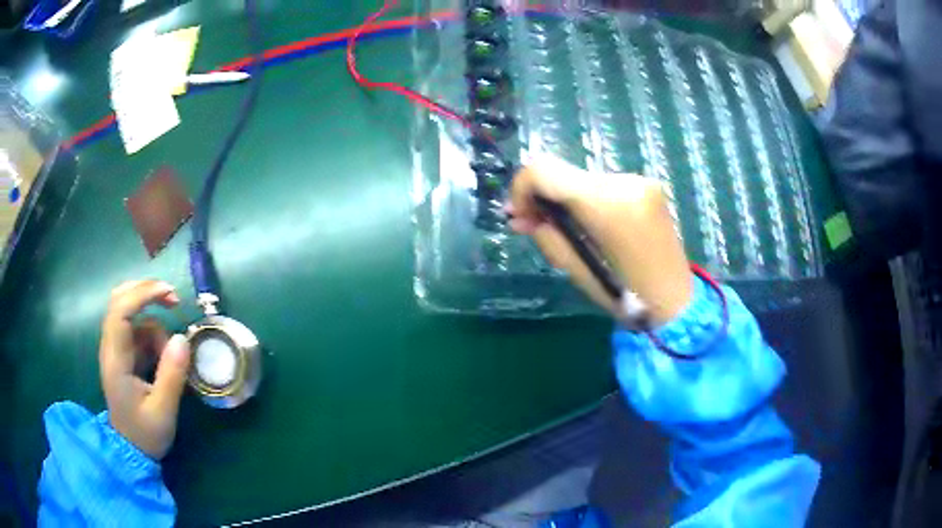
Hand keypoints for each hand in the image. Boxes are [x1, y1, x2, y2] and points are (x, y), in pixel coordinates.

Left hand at [100, 280, 191, 459]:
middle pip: (120, 300)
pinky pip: (138, 332)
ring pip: (132, 315)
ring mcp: (116, 350)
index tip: (170, 294)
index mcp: (115, 360)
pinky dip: (154, 337)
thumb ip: (172, 376)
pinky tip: (164, 359)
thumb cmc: (145, 434)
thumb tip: (182, 338)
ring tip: (172, 357)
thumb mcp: (163, 411)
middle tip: (173, 301)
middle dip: (146, 292)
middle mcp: (111, 348)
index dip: (143, 294)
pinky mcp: (123, 355)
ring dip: (155, 325)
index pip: (120, 311)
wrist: (130, 451)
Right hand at [509, 156, 692, 323]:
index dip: (521, 187)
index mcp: (607, 205)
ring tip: (567, 230)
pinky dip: (588, 199)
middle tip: (534, 224)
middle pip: (563, 173)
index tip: (519, 215)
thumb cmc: (628, 297)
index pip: (545, 171)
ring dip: (567, 199)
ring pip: (582, 178)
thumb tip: (518, 218)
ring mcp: (640, 180)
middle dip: (542, 195)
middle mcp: (624, 181)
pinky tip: (592, 225)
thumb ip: (547, 237)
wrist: (677, 300)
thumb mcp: (578, 272)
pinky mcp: (648, 185)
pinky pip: (604, 185)